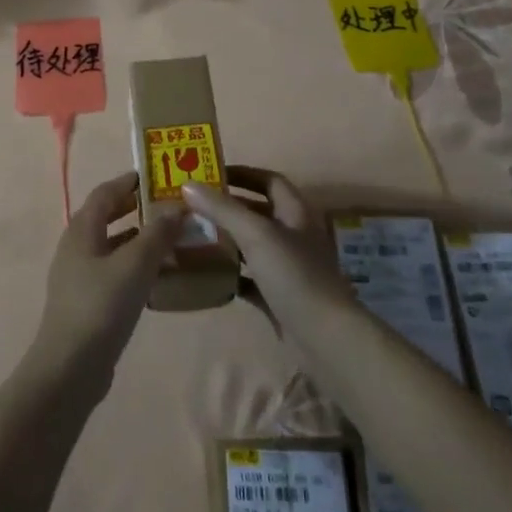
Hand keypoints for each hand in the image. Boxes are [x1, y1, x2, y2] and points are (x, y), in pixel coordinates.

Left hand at [27, 172, 181, 388]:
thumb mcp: (135, 264)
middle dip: (138, 209)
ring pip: (114, 246)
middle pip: (108, 217)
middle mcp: (77, 246)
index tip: (159, 176)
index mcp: (82, 229)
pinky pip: (116, 271)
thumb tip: (177, 206)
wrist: (70, 367)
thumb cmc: (101, 306)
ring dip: (141, 239)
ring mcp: (80, 275)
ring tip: (174, 240)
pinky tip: (161, 277)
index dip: (130, 181)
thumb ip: (157, 233)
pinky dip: (137, 265)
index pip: (106, 192)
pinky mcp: (88, 300)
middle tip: (172, 207)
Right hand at [182, 167, 354, 325]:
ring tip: (193, 236)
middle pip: (258, 212)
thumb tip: (187, 185)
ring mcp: (287, 268)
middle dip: (227, 207)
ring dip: (226, 240)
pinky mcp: (278, 296)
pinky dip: (230, 274)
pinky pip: (249, 278)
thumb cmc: (294, 275)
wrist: (324, 337)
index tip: (210, 174)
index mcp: (295, 213)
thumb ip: (222, 209)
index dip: (242, 174)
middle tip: (192, 206)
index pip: (269, 180)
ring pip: (252, 245)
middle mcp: (293, 235)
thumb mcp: (256, 234)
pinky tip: (207, 275)